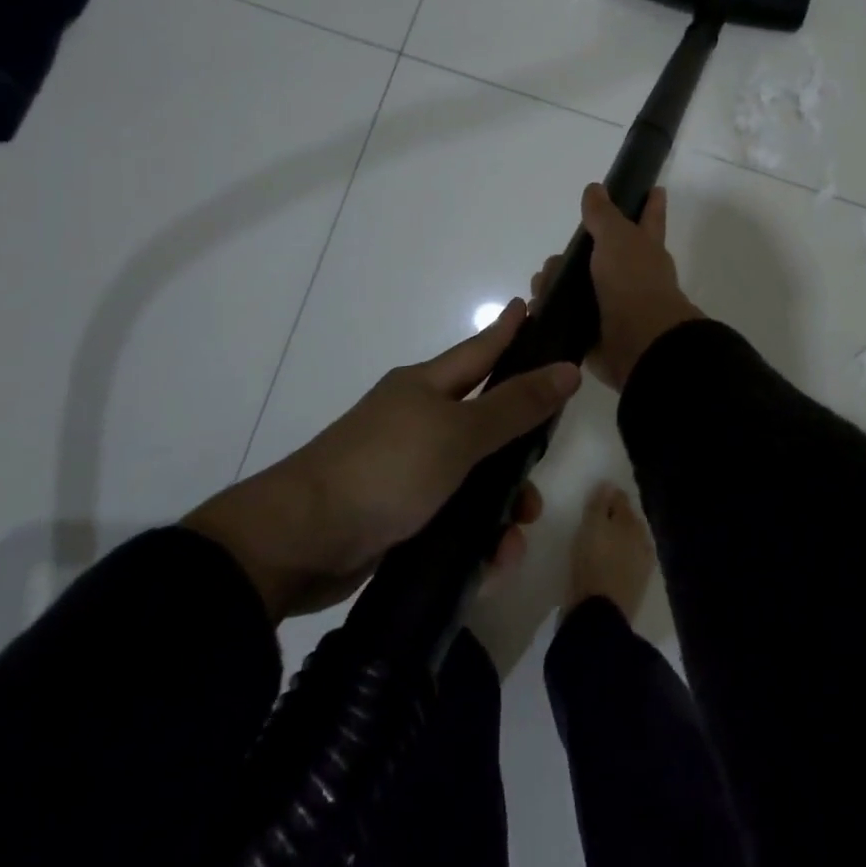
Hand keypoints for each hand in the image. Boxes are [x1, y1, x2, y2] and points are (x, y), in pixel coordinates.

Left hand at [183, 299, 577, 622]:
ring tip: (515, 537)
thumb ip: (516, 405)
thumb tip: (567, 368)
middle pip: (485, 421)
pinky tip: (491, 562)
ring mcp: (405, 468)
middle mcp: (417, 421)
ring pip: (473, 477)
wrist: (297, 543)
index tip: (532, 304)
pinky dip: (475, 536)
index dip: (509, 330)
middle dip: (519, 445)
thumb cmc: (384, 469)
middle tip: (543, 462)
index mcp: (426, 388)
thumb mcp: (458, 435)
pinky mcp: (397, 514)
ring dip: (501, 505)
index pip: (481, 349)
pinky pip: (452, 517)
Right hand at [532, 183, 702, 392]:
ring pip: (577, 284)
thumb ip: (603, 214)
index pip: (650, 217)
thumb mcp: (618, 238)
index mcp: (645, 248)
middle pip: (600, 253)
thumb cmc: (633, 282)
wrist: (639, 343)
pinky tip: (535, 307)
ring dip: (554, 282)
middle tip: (555, 259)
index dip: (651, 203)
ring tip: (540, 286)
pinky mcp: (595, 331)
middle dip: (573, 253)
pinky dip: (549, 311)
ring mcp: (613, 304)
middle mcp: (632, 274)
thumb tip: (595, 188)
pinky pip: (566, 316)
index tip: (654, 188)